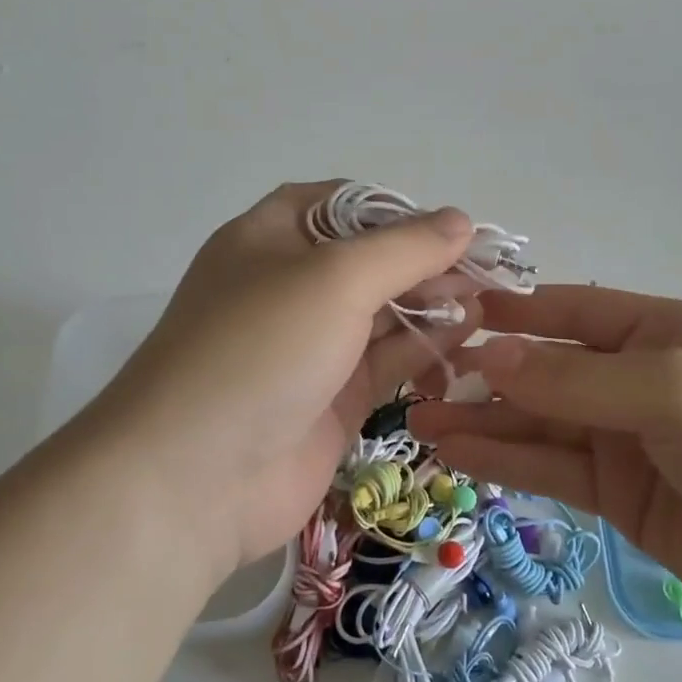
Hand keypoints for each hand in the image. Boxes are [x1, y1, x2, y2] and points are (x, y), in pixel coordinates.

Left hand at [85, 182, 477, 580]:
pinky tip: (465, 342)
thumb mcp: (334, 278)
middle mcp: (289, 286)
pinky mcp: (333, 398)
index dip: (397, 210)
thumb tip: (461, 221)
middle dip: (425, 263)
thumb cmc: (261, 349)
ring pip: (383, 313)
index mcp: (271, 238)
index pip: (343, 204)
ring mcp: (311, 346)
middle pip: (370, 260)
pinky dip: (424, 349)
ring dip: (431, 306)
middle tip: (483, 273)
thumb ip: (404, 248)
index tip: (451, 227)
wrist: (196, 478)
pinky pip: (386, 362)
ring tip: (484, 306)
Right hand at [407, 286, 681, 655]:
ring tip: (419, 421)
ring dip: (482, 420)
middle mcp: (637, 378)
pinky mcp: (618, 495)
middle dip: (483, 372)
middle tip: (416, 379)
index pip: (570, 312)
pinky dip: (505, 461)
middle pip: (545, 370)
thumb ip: (577, 379)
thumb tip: (489, 356)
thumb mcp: (674, 392)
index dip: (512, 311)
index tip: (450, 314)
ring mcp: (625, 440)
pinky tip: (458, 455)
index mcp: (661, 331)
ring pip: (538, 423)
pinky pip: (550, 468)